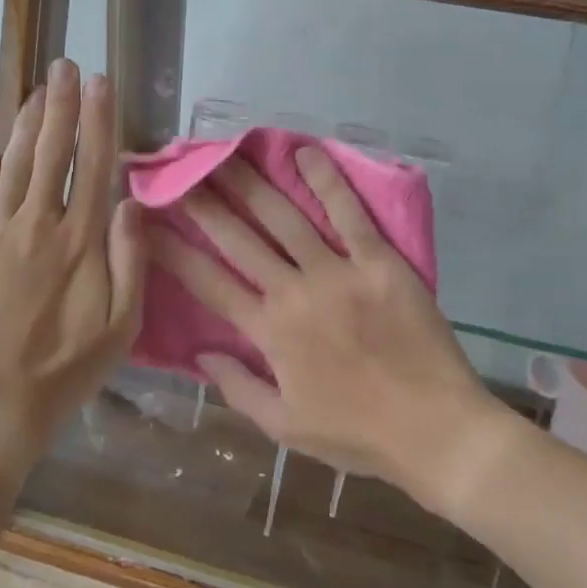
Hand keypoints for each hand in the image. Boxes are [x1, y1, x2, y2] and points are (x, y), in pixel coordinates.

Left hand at [0, 60, 145, 475]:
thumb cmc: (66, 370)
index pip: (94, 164)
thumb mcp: (122, 326)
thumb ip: (131, 260)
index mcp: (80, 240)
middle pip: (51, 152)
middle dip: (60, 104)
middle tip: (63, 66)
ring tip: (35, 90)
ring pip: (13, 165)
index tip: (100, 81)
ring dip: (26, 125)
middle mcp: (37, 224)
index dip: (99, 119)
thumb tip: (132, 202)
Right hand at [151, 145, 497, 503]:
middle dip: (204, 203)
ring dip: (253, 183)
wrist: (436, 431)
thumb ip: (239, 388)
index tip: (150, 224)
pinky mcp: (380, 262)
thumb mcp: (286, 428)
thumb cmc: (358, 435)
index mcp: (269, 332)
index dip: (174, 251)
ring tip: (227, 155)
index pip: (209, 282)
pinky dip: (327, 182)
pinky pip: (350, 215)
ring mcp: (338, 273)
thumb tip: (201, 355)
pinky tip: (306, 153)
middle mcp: (295, 292)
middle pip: (240, 238)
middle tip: (181, 172)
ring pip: (286, 218)